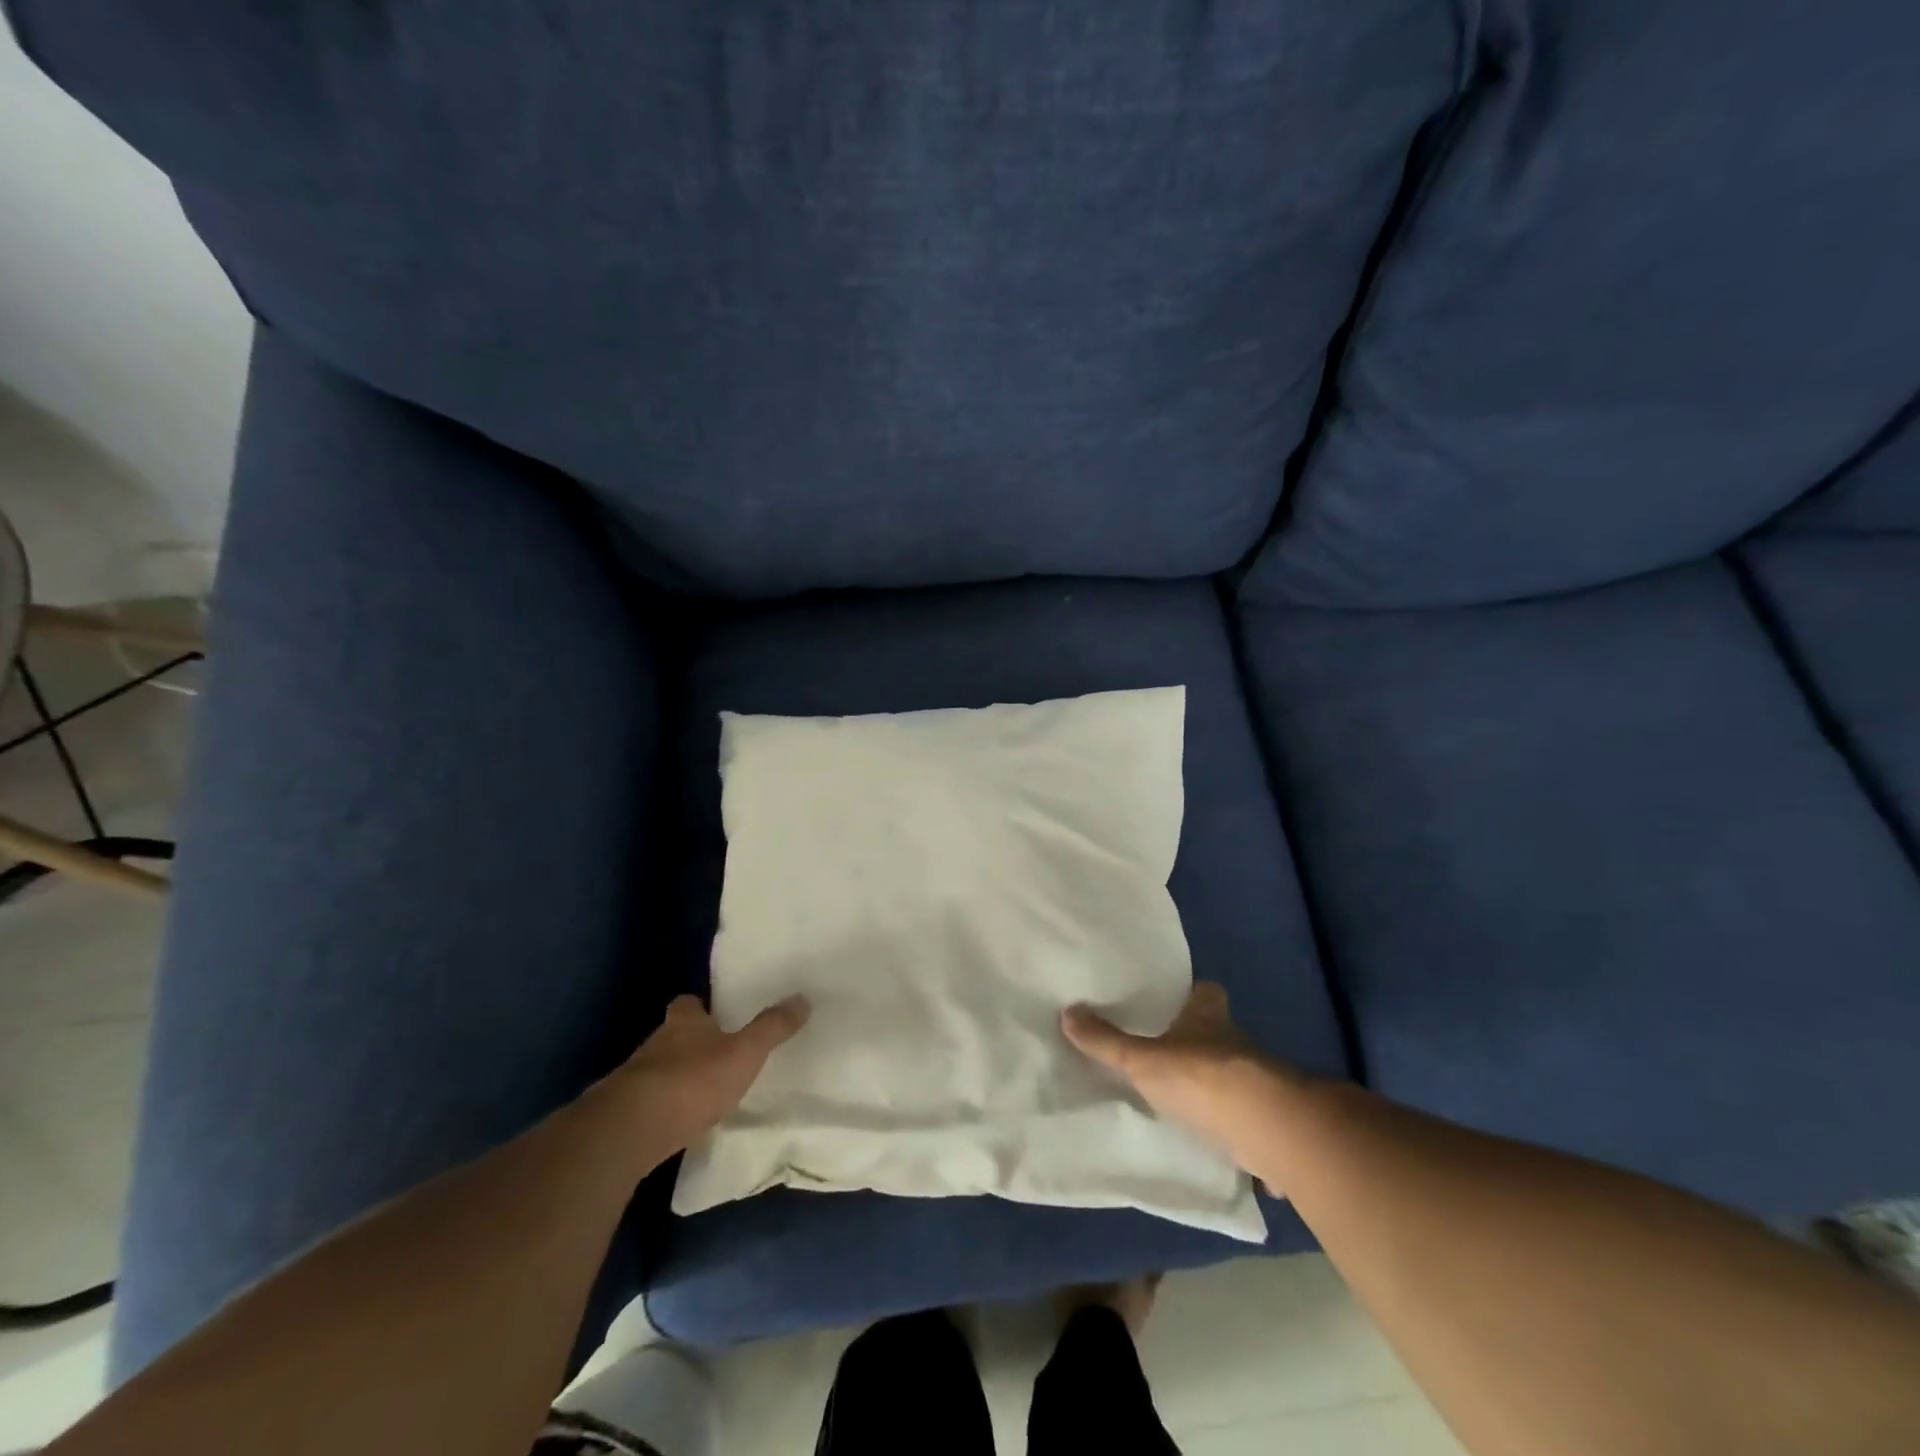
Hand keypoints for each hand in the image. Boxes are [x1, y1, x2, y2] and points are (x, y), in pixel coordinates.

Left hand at [619, 993, 809, 1153]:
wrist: (630, 1131)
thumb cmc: (692, 1081)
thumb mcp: (745, 1052)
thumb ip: (772, 1028)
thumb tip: (803, 998)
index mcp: (684, 1021)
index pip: (688, 1003)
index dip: (701, 1008)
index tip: (718, 1015)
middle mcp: (655, 1043)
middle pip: (673, 1035)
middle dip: (692, 1043)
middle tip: (718, 1054)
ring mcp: (635, 1079)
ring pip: (660, 1069)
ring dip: (677, 1077)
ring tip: (703, 1091)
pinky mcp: (624, 1114)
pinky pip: (649, 1103)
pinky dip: (664, 1108)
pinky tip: (680, 1121)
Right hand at [1063, 982, 1303, 1174]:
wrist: (1265, 1128)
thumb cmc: (1200, 1077)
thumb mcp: (1142, 1060)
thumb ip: (1107, 1042)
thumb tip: (1067, 1012)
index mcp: (1208, 1018)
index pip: (1208, 992)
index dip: (1196, 994)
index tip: (1179, 999)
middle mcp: (1237, 1043)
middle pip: (1221, 1033)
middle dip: (1202, 1041)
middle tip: (1172, 1051)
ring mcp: (1260, 1082)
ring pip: (1237, 1074)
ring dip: (1220, 1085)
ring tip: (1189, 1099)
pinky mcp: (1272, 1121)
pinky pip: (1252, 1120)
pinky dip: (1242, 1130)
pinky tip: (1225, 1145)